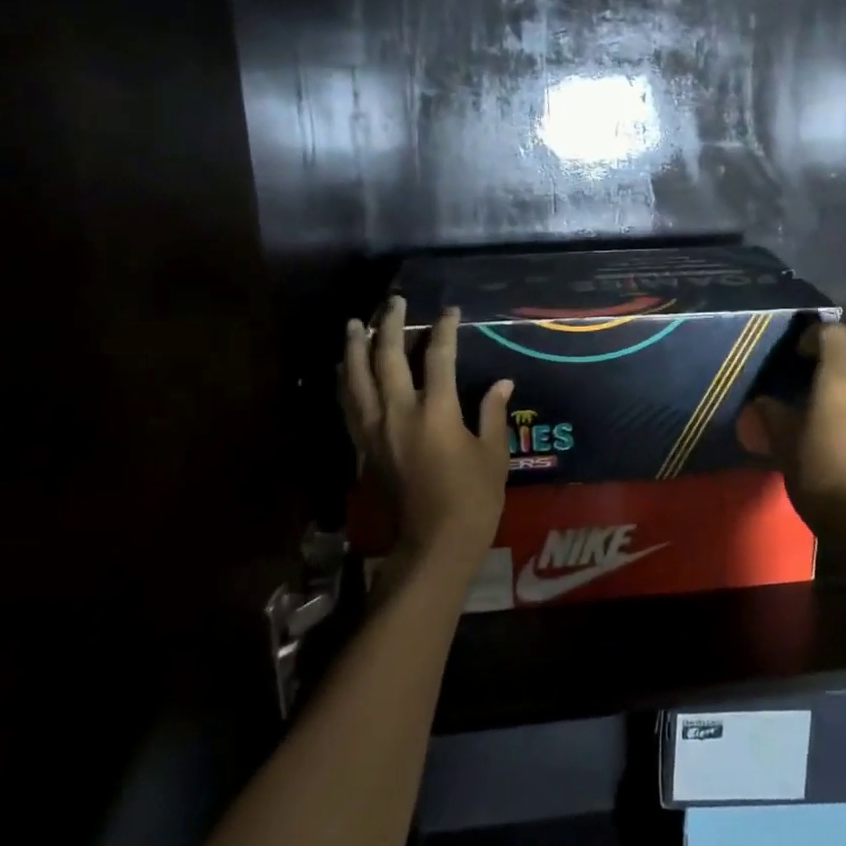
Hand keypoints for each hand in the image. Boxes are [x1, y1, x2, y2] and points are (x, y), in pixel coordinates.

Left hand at [341, 297, 514, 577]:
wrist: (435, 543)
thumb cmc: (473, 499)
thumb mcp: (492, 454)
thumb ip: (492, 413)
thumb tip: (502, 382)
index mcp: (436, 412)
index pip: (438, 357)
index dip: (444, 329)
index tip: (450, 311)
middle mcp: (399, 414)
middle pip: (387, 358)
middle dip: (389, 325)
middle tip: (393, 301)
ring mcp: (376, 431)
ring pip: (357, 379)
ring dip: (355, 348)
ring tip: (353, 324)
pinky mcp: (364, 448)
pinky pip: (348, 406)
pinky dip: (345, 383)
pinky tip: (343, 369)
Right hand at [746, 320, 845, 524]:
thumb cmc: (819, 476)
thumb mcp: (784, 445)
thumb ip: (773, 416)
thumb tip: (764, 402)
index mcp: (838, 384)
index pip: (835, 333)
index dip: (816, 332)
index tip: (800, 352)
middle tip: (833, 347)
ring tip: (834, 387)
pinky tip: (845, 419)